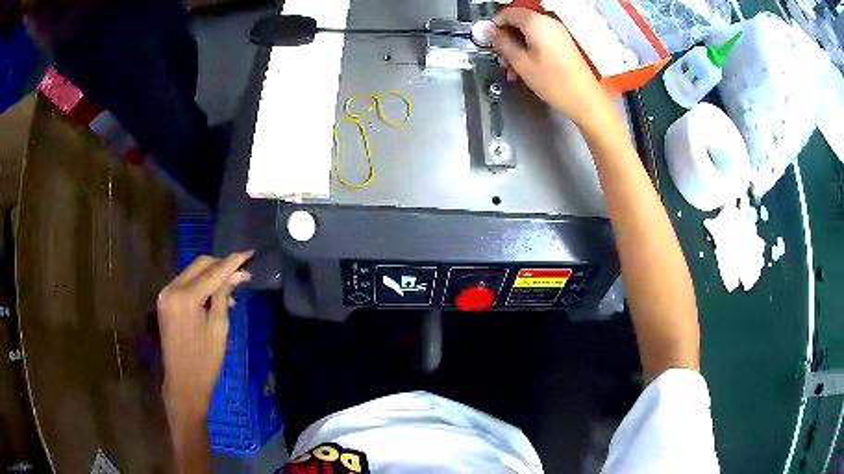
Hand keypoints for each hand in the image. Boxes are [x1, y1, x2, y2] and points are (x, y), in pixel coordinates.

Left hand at [157, 252, 252, 420]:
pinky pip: (185, 284)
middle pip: (199, 265)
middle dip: (220, 265)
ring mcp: (165, 294)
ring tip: (231, 287)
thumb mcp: (219, 328)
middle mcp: (171, 289)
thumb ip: (224, 296)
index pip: (212, 272)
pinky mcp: (165, 301)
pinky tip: (213, 295)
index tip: (249, 253)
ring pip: (191, 272)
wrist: (183, 383)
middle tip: (241, 271)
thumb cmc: (205, 361)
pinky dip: (200, 285)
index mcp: (185, 298)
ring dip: (211, 275)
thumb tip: (237, 274)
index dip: (232, 262)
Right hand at [492, 8, 608, 126]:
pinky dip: (529, 51)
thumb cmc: (551, 81)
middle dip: (506, 39)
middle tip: (501, 60)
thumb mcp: (520, 62)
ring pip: (528, 34)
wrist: (585, 99)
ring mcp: (557, 33)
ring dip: (516, 48)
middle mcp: (548, 22)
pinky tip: (525, 69)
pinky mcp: (563, 45)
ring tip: (512, 70)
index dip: (495, 25)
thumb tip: (489, 30)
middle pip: (518, 23)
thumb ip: (502, 43)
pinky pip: (540, 41)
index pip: (507, 12)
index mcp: (536, 22)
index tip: (489, 42)